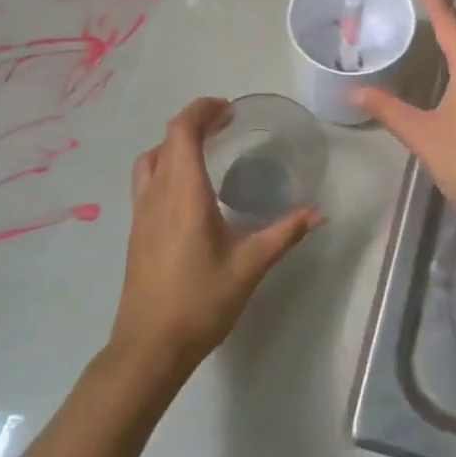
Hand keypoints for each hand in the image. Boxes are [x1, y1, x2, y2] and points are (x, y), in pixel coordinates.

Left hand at [108, 97, 322, 385]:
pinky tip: (191, 192)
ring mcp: (141, 212)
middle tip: (225, 126)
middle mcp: (156, 194)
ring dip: (175, 144)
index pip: (182, 130)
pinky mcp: (136, 230)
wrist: (149, 347)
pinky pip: (147, 181)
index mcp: (183, 193)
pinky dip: (166, 167)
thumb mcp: (249, 267)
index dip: (202, 110)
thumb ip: (284, 234)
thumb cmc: (200, 302)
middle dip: (194, 123)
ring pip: (151, 160)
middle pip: (166, 139)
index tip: (228, 110)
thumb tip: (318, 213)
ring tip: (207, 152)